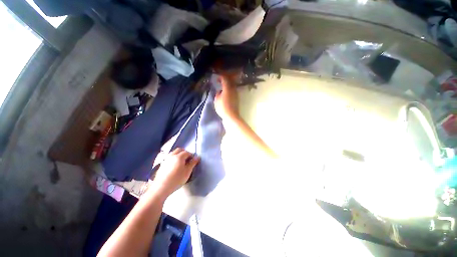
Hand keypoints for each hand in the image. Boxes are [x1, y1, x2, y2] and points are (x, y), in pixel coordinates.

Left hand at [150, 148, 199, 196]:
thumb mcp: (187, 172)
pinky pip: (169, 157)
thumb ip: (193, 163)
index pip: (187, 152)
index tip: (193, 160)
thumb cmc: (177, 179)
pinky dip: (173, 158)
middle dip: (185, 152)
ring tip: (181, 162)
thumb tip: (197, 157)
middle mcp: (172, 155)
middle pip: (179, 150)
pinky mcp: (162, 164)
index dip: (191, 155)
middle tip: (188, 159)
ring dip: (178, 154)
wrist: (161, 187)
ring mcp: (166, 159)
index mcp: (179, 156)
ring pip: (173, 153)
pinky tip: (174, 165)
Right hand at [214, 74, 239, 120]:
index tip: (217, 78)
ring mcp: (236, 94)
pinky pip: (233, 91)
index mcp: (228, 88)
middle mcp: (233, 89)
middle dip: (225, 80)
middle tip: (219, 81)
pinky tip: (225, 94)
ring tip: (222, 88)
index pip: (225, 79)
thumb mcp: (217, 100)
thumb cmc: (222, 107)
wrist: (231, 116)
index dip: (220, 77)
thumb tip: (220, 91)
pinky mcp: (237, 99)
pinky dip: (229, 90)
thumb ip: (218, 93)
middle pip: (230, 81)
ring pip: (232, 86)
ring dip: (227, 85)